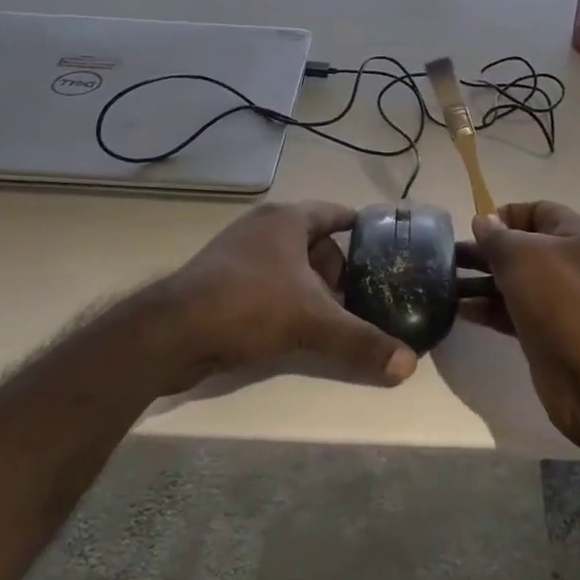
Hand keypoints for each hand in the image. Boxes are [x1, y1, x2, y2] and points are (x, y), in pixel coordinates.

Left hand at [145, 201, 417, 395]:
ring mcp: (236, 252)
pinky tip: (290, 327)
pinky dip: (283, 297)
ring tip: (327, 316)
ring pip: (288, 264)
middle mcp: (262, 228)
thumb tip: (408, 366)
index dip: (359, 227)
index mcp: (287, 220)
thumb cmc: (249, 306)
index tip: (382, 245)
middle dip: (336, 269)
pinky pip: (265, 282)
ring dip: (309, 287)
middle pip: (313, 242)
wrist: (170, 332)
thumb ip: (362, 342)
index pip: (334, 213)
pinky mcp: (218, 280)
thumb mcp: (313, 322)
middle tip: (355, 297)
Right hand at [456, 201, 579, 450]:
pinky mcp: (543, 332)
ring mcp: (555, 300)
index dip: (504, 215)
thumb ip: (497, 236)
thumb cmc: (560, 298)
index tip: (473, 228)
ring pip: (510, 282)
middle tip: (444, 258)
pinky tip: (458, 310)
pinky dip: (486, 309)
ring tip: (441, 285)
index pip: (535, 211)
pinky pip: (509, 312)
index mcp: (571, 233)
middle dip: (483, 250)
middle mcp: (565, 262)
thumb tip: (484, 221)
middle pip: (518, 248)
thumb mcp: (522, 255)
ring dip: (478, 282)